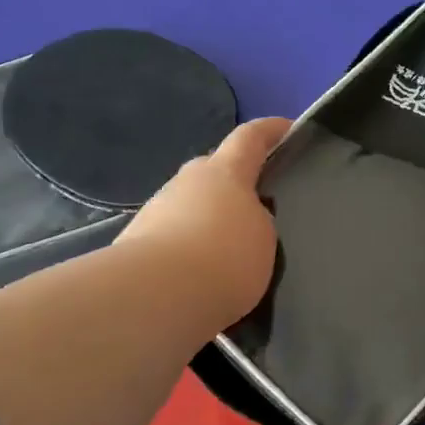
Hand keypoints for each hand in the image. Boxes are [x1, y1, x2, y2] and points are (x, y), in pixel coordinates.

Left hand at [116, 117, 290, 330]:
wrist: (154, 297)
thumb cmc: (224, 258)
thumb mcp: (263, 238)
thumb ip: (258, 219)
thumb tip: (244, 217)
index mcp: (224, 172)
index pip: (249, 137)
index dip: (270, 130)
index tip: (287, 128)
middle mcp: (187, 180)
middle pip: (215, 171)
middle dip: (236, 182)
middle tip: (258, 203)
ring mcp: (157, 209)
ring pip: (192, 204)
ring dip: (210, 217)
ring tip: (231, 247)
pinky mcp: (137, 241)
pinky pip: (174, 235)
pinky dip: (190, 246)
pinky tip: (202, 273)